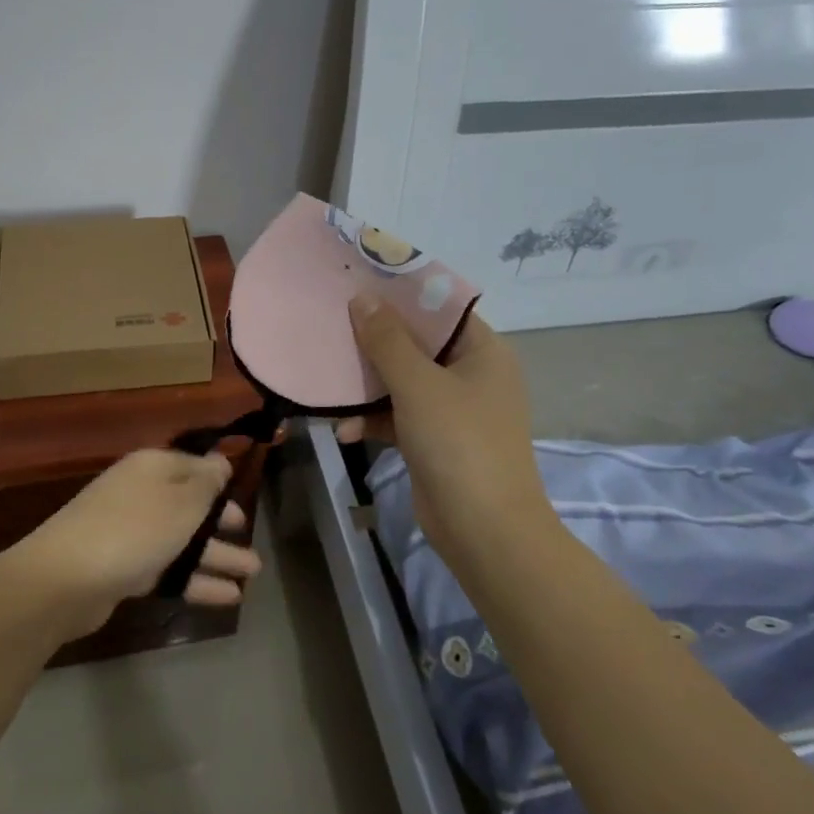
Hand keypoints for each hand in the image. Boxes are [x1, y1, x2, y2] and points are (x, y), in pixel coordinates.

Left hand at [8, 449, 261, 636]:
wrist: (66, 578)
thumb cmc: (134, 529)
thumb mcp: (182, 501)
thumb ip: (206, 483)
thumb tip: (220, 461)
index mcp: (153, 467)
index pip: (194, 466)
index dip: (220, 480)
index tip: (244, 494)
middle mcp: (141, 494)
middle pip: (189, 505)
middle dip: (222, 523)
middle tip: (250, 537)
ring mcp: (130, 532)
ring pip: (182, 541)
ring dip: (217, 556)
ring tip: (252, 574)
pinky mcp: (124, 569)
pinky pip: (169, 569)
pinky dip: (196, 580)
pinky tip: (228, 597)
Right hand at [343, 295, 546, 563]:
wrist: (484, 530)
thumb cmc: (458, 442)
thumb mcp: (418, 385)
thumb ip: (387, 340)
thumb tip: (362, 298)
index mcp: (482, 352)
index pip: (440, 309)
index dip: (401, 294)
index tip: (359, 282)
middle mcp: (471, 375)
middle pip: (417, 344)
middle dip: (375, 339)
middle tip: (333, 323)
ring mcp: (454, 410)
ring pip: (403, 382)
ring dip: (368, 384)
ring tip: (329, 377)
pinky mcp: (435, 441)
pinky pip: (399, 417)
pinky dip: (374, 420)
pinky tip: (345, 431)